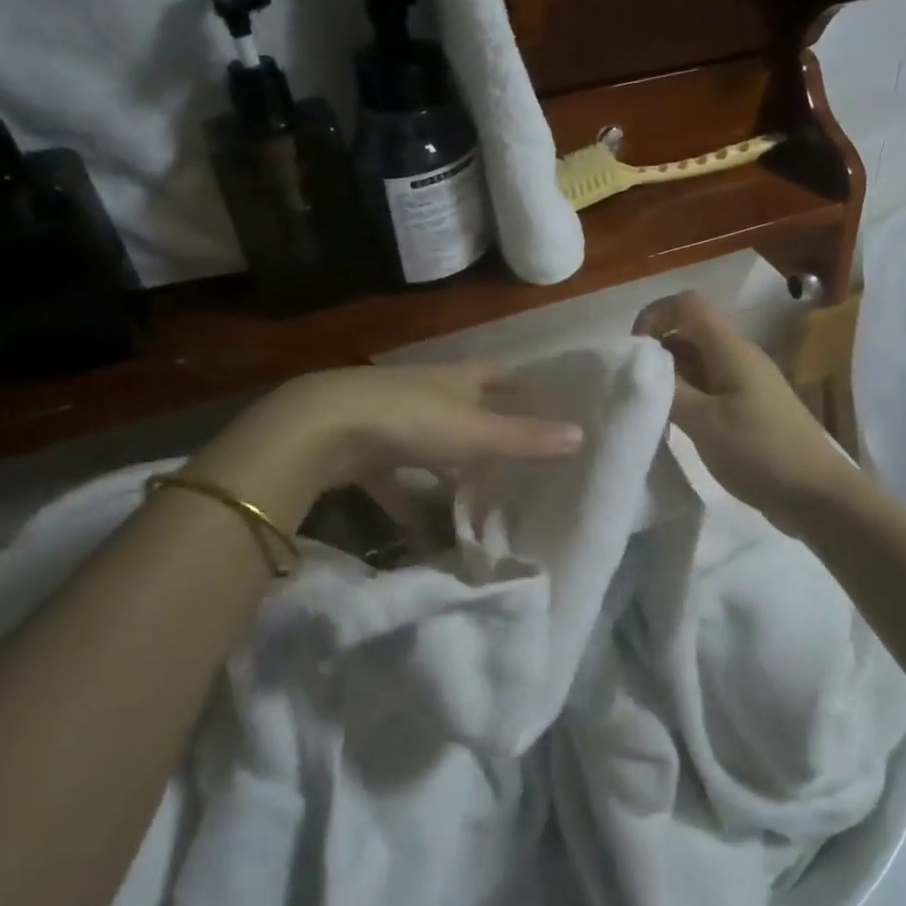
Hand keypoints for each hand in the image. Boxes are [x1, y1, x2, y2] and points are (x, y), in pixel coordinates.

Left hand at [189, 362, 583, 520]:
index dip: (516, 383)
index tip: (537, 394)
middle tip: (512, 458)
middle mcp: (424, 392)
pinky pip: (394, 478)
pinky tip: (422, 532)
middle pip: (461, 407)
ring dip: (448, 469)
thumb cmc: (411, 420)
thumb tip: (582, 434)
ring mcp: (389, 419)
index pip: (493, 374)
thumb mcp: (475, 433)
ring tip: (473, 499)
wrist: (322, 429)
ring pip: (428, 444)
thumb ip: (525, 438)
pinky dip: (410, 500)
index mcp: (455, 380)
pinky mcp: (360, 450)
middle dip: (484, 429)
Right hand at [635, 291, 854, 530]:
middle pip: (691, 333)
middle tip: (635, 388)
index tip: (632, 352)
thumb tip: (640, 367)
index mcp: (731, 350)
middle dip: (657, 352)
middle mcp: (739, 357)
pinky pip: (710, 388)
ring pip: (698, 363)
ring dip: (670, 378)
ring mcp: (746, 383)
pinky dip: (687, 398)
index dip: (656, 315)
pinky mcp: (749, 409)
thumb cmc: (760, 452)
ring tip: (650, 410)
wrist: (818, 495)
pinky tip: (674, 427)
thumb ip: (669, 390)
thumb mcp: (705, 422)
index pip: (688, 305)